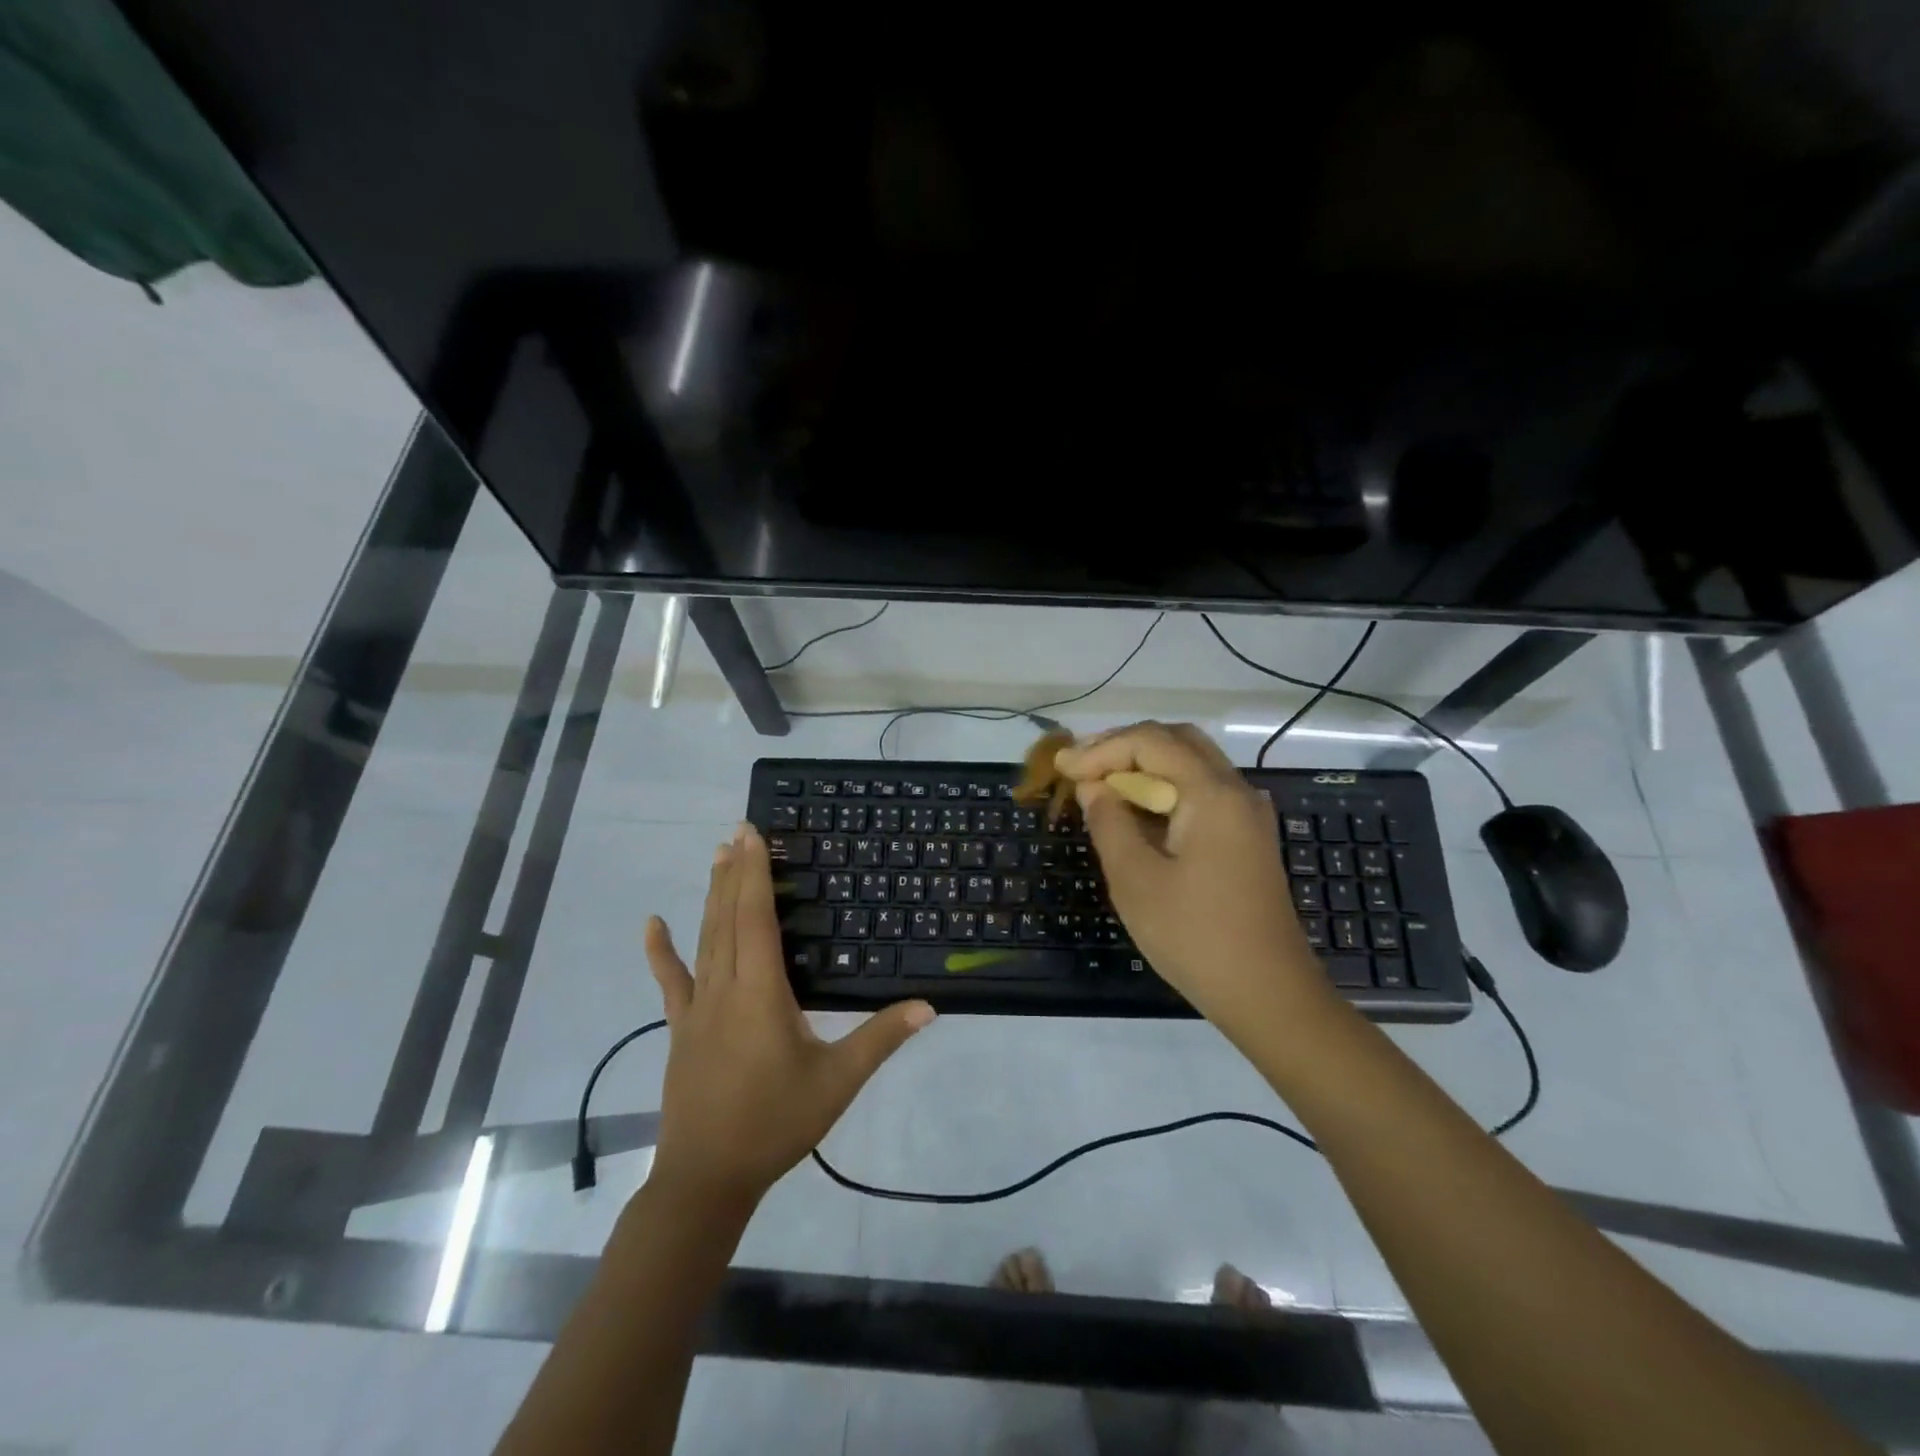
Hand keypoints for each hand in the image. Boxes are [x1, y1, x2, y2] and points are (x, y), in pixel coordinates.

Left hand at [642, 824, 935, 1212]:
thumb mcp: (838, 1082)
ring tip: (716, 856)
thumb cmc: (775, 1124)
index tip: (751, 835)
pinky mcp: (681, 1029)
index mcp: (761, 993)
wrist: (706, 1178)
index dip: (753, 874)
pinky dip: (661, 951)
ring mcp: (697, 1008)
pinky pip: (671, 981)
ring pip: (704, 938)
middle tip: (738, 830)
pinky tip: (651, 924)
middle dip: (734, 871)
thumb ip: (881, 1039)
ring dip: (711, 895)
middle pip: (728, 918)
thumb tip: (929, 1006)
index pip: (755, 919)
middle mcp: (724, 988)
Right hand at [1055, 723, 1333, 1037]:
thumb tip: (1093, 787)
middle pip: (1177, 741)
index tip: (1062, 769)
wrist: (1268, 994)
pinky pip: (1202, 792)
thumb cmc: (1195, 936)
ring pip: (1192, 765)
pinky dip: (1165, 789)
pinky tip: (1136, 811)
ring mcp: (1247, 814)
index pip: (1150, 742)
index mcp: (1212, 793)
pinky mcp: (1247, 837)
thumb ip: (1109, 822)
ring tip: (1100, 784)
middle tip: (1082, 766)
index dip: (1101, 749)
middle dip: (1125, 747)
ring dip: (1145, 766)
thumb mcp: (1136, 880)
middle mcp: (1236, 791)